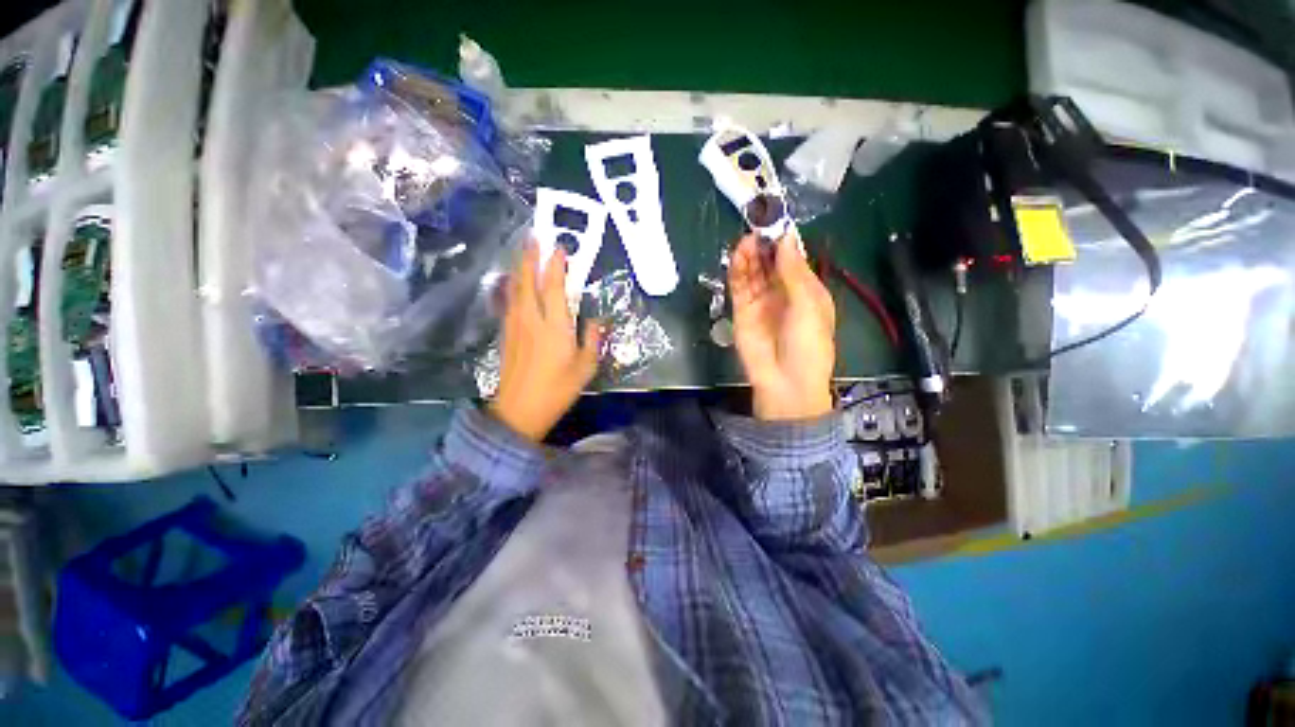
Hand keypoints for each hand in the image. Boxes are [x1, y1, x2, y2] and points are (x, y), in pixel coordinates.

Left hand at [489, 241, 602, 441]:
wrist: (519, 410)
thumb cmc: (557, 390)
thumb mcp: (585, 367)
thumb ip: (592, 340)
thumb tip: (596, 320)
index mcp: (555, 326)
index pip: (555, 287)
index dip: (557, 265)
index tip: (560, 246)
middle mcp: (532, 318)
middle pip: (529, 280)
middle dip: (531, 256)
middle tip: (534, 236)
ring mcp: (515, 324)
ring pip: (516, 288)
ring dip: (520, 267)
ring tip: (523, 251)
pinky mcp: (506, 333)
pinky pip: (509, 301)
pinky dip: (512, 285)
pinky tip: (513, 282)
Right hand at [729, 233, 835, 420]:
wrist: (786, 382)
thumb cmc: (808, 344)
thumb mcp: (809, 305)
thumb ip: (794, 272)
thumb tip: (787, 238)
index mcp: (806, 290)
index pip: (794, 259)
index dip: (786, 241)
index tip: (777, 220)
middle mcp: (782, 292)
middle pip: (770, 262)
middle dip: (765, 244)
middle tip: (758, 224)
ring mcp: (760, 301)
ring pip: (753, 271)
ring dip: (750, 254)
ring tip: (748, 238)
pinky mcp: (741, 311)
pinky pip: (739, 286)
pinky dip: (738, 269)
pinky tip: (740, 254)